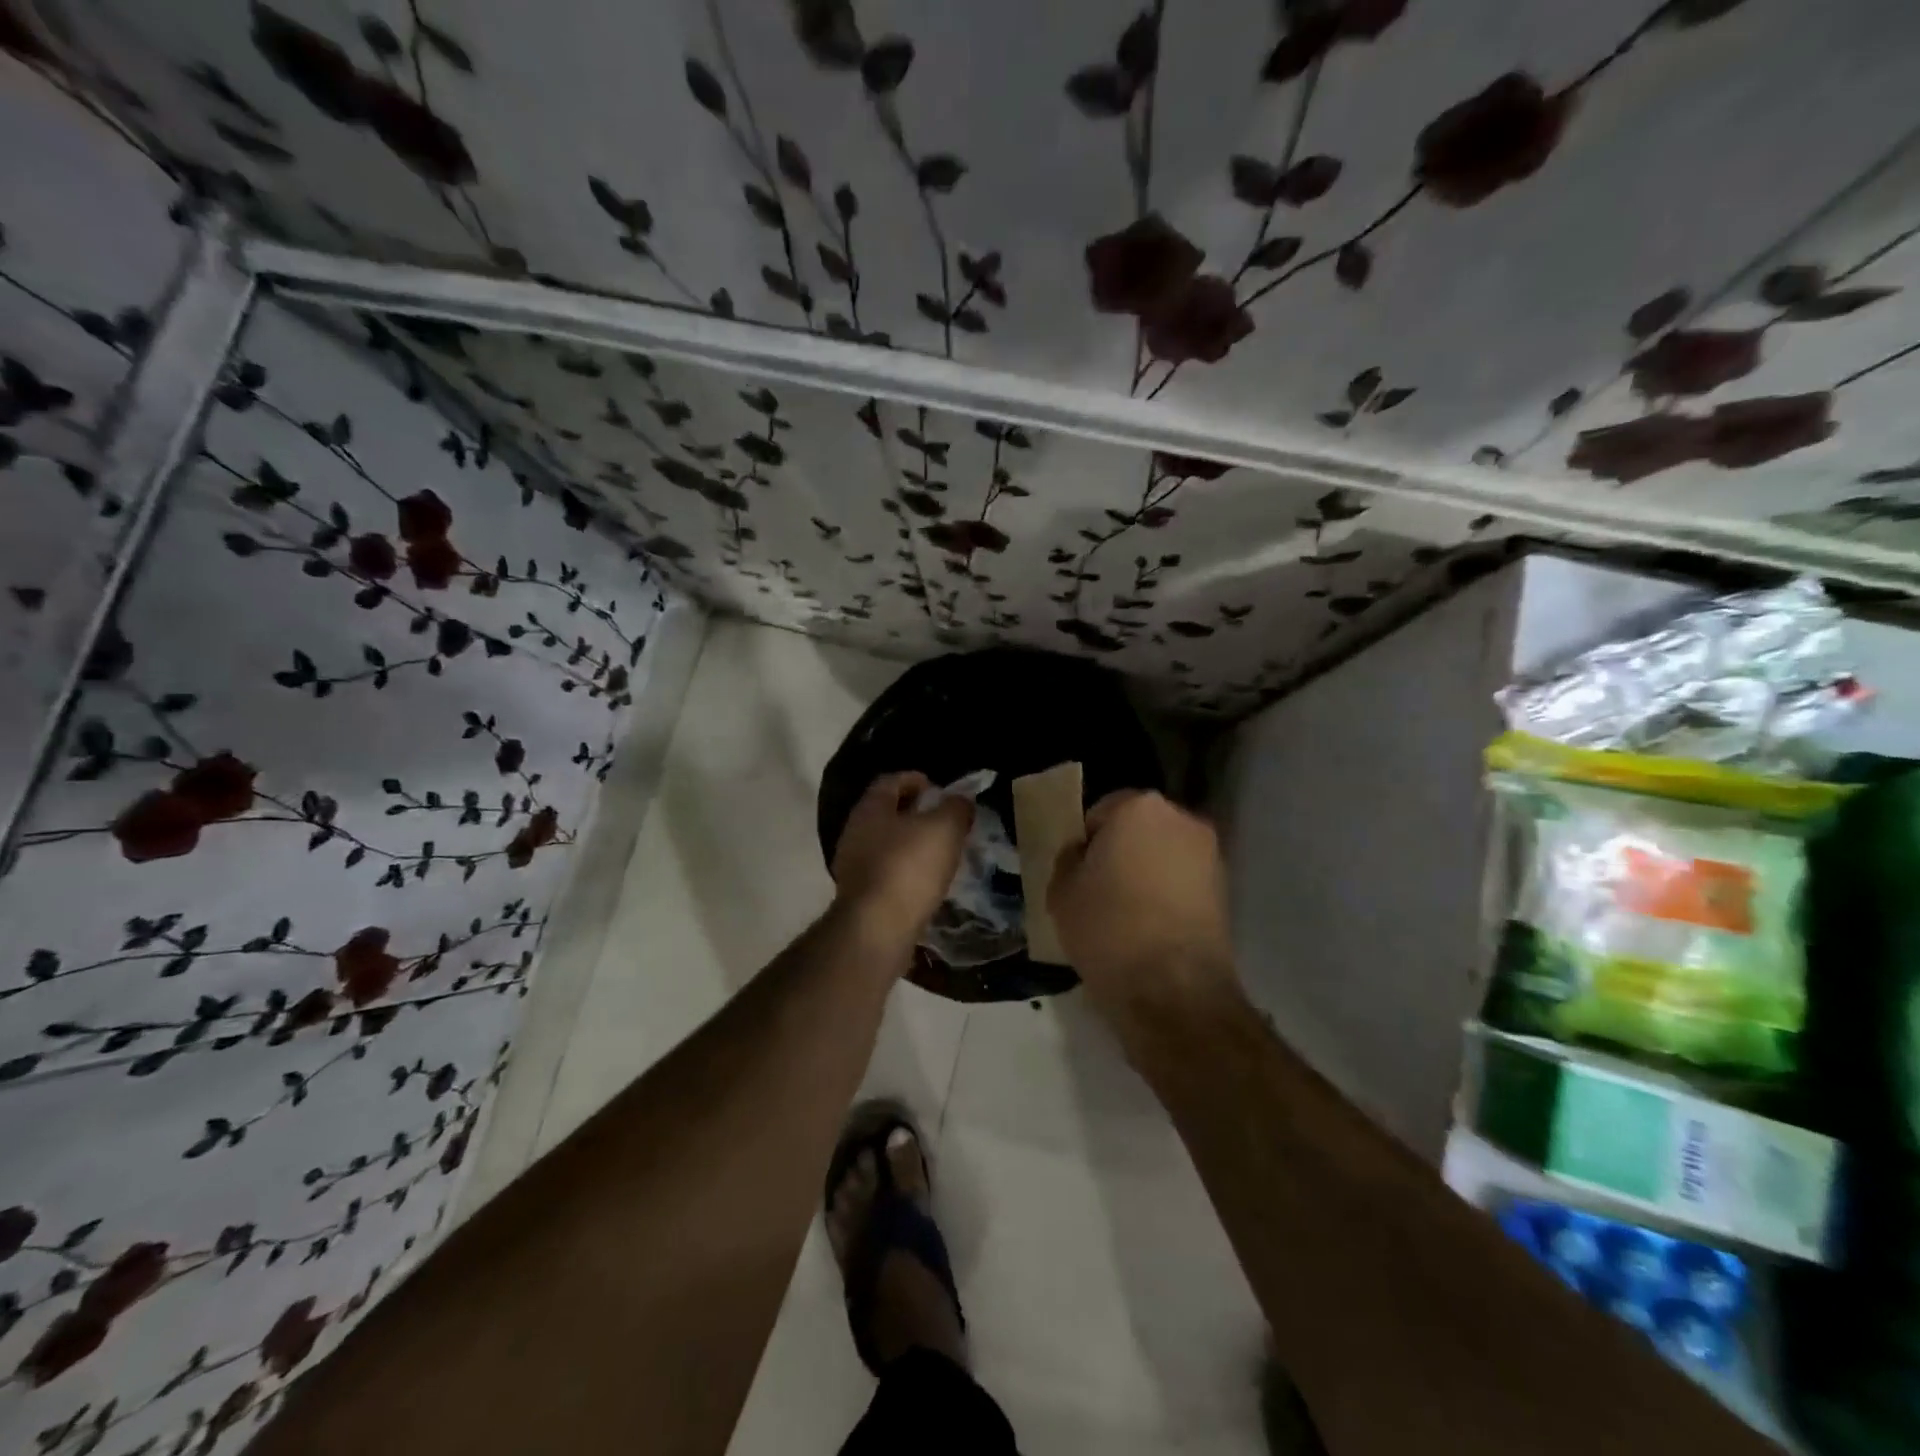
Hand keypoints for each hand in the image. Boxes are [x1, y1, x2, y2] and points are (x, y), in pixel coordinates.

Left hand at [831, 772, 973, 948]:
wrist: (877, 928)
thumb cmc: (909, 867)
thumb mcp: (945, 828)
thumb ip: (956, 808)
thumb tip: (960, 800)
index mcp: (870, 808)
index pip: (890, 781)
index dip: (915, 779)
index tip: (938, 788)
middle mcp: (854, 832)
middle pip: (885, 812)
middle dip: (914, 813)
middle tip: (943, 820)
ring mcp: (852, 866)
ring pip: (884, 844)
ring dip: (909, 844)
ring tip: (938, 852)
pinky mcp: (859, 896)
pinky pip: (885, 872)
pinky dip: (904, 870)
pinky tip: (924, 882)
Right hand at [1049, 791, 1240, 1028]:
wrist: (1173, 989)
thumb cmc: (1107, 927)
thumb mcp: (1061, 891)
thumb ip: (1069, 860)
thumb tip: (1083, 854)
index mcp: (1139, 806)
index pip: (1100, 813)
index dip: (1085, 843)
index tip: (1077, 874)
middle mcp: (1182, 819)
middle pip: (1138, 829)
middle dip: (1120, 852)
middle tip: (1098, 890)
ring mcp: (1210, 854)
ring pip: (1163, 855)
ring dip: (1146, 873)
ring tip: (1125, 914)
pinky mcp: (1226, 891)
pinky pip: (1183, 882)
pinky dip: (1167, 896)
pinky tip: (1150, 928)